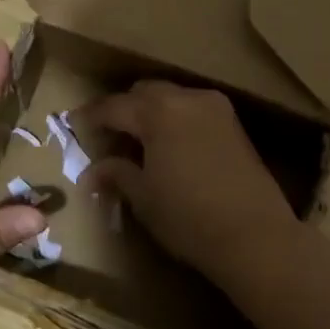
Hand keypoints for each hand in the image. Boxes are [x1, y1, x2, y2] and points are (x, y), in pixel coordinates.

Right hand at [79, 81, 303, 283]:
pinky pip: (193, 109)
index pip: (113, 106)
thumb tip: (94, 171)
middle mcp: (186, 98)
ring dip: (150, 112)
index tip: (73, 125)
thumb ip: (117, 174)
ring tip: (138, 141)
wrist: (256, 236)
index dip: (90, 116)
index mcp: (157, 111)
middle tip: (107, 135)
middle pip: (144, 92)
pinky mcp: (233, 124)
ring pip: (171, 97)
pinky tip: (169, 146)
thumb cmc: (189, 217)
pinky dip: (175, 119)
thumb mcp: (144, 198)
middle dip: (122, 109)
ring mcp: (214, 108)